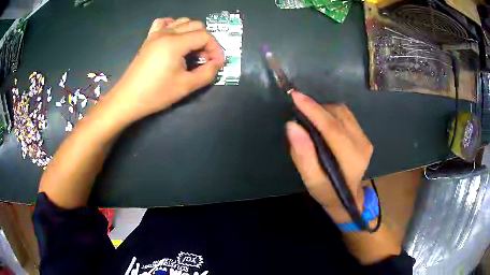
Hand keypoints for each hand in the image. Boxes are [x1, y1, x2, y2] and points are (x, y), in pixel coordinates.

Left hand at [107, 17, 224, 121]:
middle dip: (205, 40)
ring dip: (192, 33)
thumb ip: (207, 73)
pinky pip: (164, 23)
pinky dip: (174, 26)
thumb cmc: (156, 94)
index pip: (205, 36)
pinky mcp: (149, 39)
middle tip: (204, 58)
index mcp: (175, 43)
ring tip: (191, 50)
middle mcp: (166, 33)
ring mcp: (156, 34)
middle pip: (196, 25)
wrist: (128, 98)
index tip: (216, 63)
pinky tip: (175, 37)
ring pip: (182, 21)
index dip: (215, 48)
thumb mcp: (186, 86)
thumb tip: (217, 63)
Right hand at [286, 92, 372, 222]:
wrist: (348, 197)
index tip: (295, 96)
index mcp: (351, 159)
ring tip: (309, 117)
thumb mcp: (311, 180)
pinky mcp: (364, 135)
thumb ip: (303, 155)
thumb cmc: (327, 192)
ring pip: (342, 112)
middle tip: (298, 110)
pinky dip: (331, 113)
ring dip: (323, 109)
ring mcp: (365, 138)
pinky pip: (346, 115)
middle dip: (316, 108)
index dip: (313, 110)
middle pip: (338, 115)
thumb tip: (292, 126)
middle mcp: (362, 144)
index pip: (332, 128)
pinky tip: (322, 122)